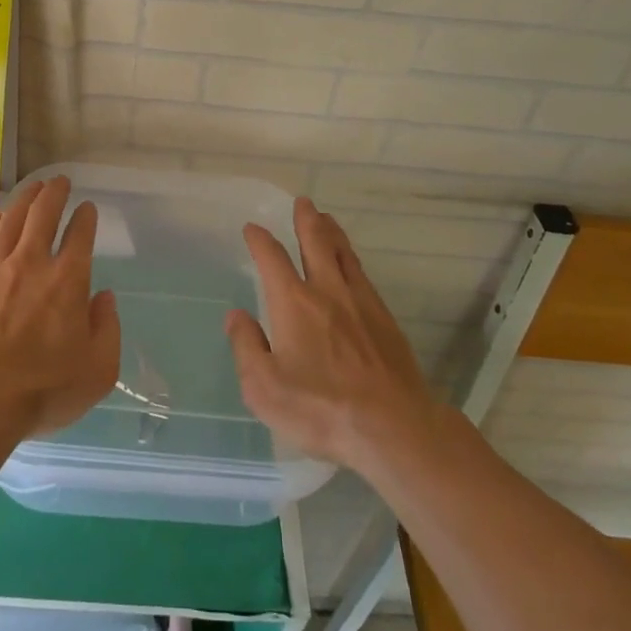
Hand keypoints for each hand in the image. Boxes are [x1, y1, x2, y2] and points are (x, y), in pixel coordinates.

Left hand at [0, 177, 120, 438]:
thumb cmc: (43, 390)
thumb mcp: (98, 370)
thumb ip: (107, 328)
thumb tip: (103, 297)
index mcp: (68, 281)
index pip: (80, 235)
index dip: (86, 217)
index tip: (88, 208)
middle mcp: (31, 263)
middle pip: (43, 214)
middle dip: (54, 193)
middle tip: (59, 181)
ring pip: (11, 220)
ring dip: (25, 199)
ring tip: (33, 188)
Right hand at [227, 198, 437, 472]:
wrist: (393, 428)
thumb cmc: (320, 409)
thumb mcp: (264, 387)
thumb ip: (246, 347)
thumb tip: (236, 316)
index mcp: (293, 302)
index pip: (272, 258)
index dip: (260, 240)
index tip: (252, 228)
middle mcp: (327, 291)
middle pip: (316, 243)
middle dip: (306, 220)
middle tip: (303, 202)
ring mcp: (361, 303)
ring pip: (344, 255)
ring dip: (332, 233)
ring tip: (327, 219)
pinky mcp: (386, 320)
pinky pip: (364, 276)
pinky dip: (352, 260)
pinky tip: (352, 266)